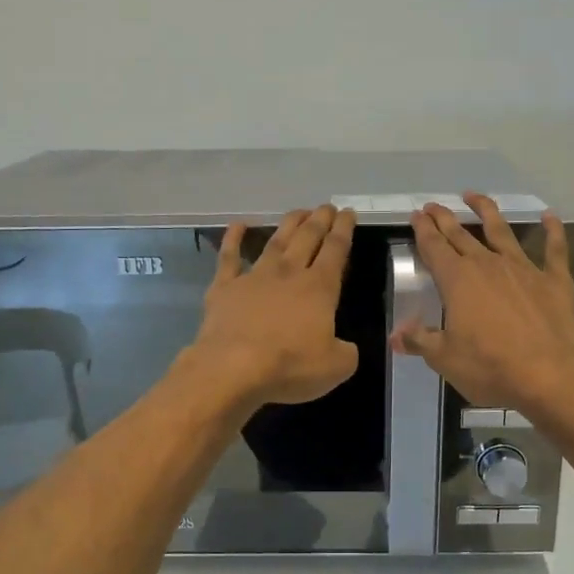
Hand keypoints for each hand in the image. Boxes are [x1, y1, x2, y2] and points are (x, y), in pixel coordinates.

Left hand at [189, 205, 359, 406]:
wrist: (233, 367)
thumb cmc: (289, 365)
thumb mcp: (336, 367)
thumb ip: (346, 352)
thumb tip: (345, 347)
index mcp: (320, 288)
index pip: (336, 250)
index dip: (344, 229)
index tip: (348, 213)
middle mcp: (289, 273)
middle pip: (307, 237)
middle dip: (320, 220)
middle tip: (327, 206)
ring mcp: (254, 276)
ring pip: (276, 241)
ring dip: (289, 223)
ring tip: (299, 211)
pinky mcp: (224, 287)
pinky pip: (229, 257)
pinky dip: (233, 238)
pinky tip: (239, 225)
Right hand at [392, 193, 573, 411]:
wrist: (549, 374)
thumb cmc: (490, 367)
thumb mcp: (445, 359)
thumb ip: (420, 341)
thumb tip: (396, 336)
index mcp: (457, 281)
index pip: (434, 247)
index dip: (423, 230)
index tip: (416, 215)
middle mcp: (487, 265)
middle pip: (461, 235)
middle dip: (445, 218)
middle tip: (434, 205)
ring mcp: (523, 269)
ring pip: (501, 231)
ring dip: (486, 211)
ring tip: (474, 196)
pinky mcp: (554, 280)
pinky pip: (553, 249)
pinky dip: (551, 230)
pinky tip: (549, 217)